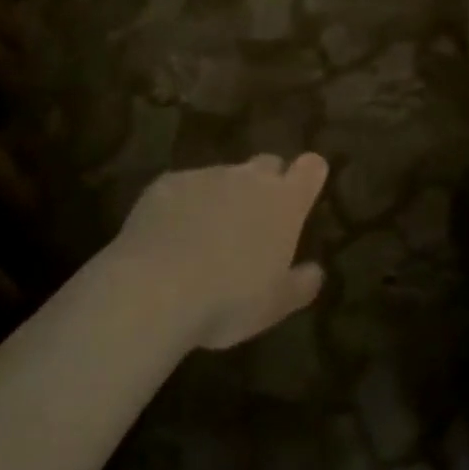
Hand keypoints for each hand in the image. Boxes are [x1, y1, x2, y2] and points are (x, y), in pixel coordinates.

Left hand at [110, 154, 328, 349]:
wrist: (153, 291)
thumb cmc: (228, 300)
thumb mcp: (275, 306)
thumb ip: (301, 284)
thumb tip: (315, 272)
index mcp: (284, 202)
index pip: (311, 168)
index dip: (309, 175)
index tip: (304, 190)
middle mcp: (249, 177)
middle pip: (267, 164)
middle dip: (266, 183)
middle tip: (255, 219)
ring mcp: (206, 175)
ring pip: (222, 177)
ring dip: (221, 197)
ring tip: (205, 236)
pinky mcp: (166, 183)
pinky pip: (182, 188)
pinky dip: (182, 205)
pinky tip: (168, 237)